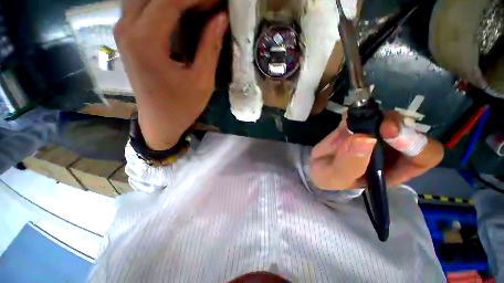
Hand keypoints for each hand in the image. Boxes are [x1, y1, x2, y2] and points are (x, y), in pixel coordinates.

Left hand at [114, 0, 227, 149]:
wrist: (160, 121)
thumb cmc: (182, 106)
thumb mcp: (202, 81)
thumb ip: (210, 47)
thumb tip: (221, 17)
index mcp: (146, 42)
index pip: (169, 0)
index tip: (218, 2)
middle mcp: (127, 28)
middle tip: (208, 5)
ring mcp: (122, 30)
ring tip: (197, 7)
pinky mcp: (126, 36)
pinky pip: (140, 5)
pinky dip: (161, 4)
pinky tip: (179, 11)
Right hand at [310, 112, 443, 189]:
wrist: (314, 163)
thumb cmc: (327, 176)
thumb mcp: (334, 177)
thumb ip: (348, 164)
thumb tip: (364, 139)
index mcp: (392, 170)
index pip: (424, 156)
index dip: (414, 143)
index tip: (387, 133)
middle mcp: (390, 151)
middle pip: (410, 130)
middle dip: (395, 123)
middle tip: (373, 122)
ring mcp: (375, 134)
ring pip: (389, 117)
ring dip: (373, 116)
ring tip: (349, 123)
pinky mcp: (359, 123)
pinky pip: (365, 112)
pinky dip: (356, 112)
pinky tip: (345, 120)